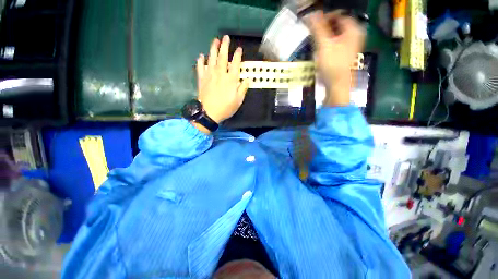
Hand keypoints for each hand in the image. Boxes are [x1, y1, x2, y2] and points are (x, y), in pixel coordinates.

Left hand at [196, 35, 249, 124]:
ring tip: (215, 40)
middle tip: (225, 37)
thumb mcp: (238, 100)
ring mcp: (209, 75)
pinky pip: (200, 67)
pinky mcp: (201, 79)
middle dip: (224, 46)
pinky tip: (201, 55)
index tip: (239, 48)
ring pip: (211, 59)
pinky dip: (200, 61)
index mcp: (231, 79)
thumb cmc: (225, 107)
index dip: (237, 55)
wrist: (207, 113)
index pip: (235, 63)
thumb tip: (247, 79)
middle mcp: (220, 74)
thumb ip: (243, 88)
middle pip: (223, 57)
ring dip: (213, 48)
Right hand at [306, 11, 364, 105]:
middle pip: (339, 21)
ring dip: (326, 28)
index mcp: (353, 31)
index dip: (326, 14)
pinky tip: (321, 40)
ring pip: (338, 29)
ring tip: (315, 31)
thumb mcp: (323, 43)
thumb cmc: (333, 64)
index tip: (314, 18)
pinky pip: (338, 37)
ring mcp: (352, 43)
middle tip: (313, 24)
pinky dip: (329, 36)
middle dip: (325, 21)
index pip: (339, 14)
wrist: (339, 86)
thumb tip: (311, 13)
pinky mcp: (347, 50)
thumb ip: (317, 26)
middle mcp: (355, 35)